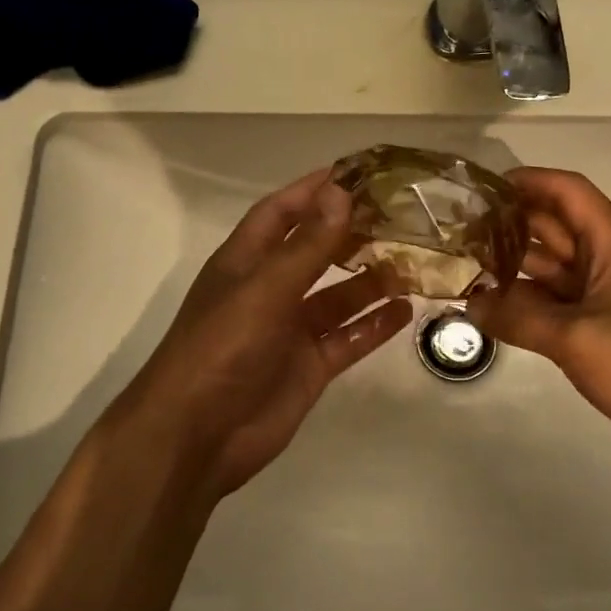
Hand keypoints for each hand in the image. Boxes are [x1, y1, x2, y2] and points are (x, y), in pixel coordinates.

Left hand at [117, 169, 411, 497]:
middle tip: (400, 215)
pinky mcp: (309, 367)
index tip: (356, 172)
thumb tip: (340, 192)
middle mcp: (269, 290)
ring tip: (413, 260)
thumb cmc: (221, 349)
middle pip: (315, 251)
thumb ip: (307, 246)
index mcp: (246, 262)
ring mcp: (290, 330)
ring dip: (370, 279)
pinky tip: (405, 310)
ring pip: (338, 295)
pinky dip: (373, 325)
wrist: (197, 437)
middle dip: (351, 232)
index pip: (281, 212)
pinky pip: (347, 338)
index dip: (313, 190)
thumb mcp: (265, 290)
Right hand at [466, 167, 610, 457]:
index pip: (568, 191)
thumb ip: (517, 319)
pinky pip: (562, 296)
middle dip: (511, 224)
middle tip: (461, 232)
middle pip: (557, 225)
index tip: (484, 187)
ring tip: (468, 266)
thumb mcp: (574, 339)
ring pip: (556, 263)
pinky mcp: (609, 320)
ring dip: (517, 263)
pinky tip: (497, 305)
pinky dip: (532, 296)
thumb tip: (469, 306)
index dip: (528, 181)